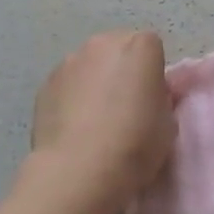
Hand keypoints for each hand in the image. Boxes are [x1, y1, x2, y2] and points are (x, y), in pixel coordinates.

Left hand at [26, 30, 175, 213]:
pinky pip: (67, 83)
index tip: (152, 97)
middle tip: (126, 104)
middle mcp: (104, 44)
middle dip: (123, 69)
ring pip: (90, 64)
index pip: (152, 46)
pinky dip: (72, 96)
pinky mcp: (45, 84)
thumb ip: (161, 97)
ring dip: (96, 80)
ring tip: (96, 118)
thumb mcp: (169, 121)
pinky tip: (75, 126)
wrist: (79, 170)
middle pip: (118, 48)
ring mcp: (70, 61)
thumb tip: (151, 95)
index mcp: (141, 46)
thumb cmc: (136, 143)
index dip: (153, 71)